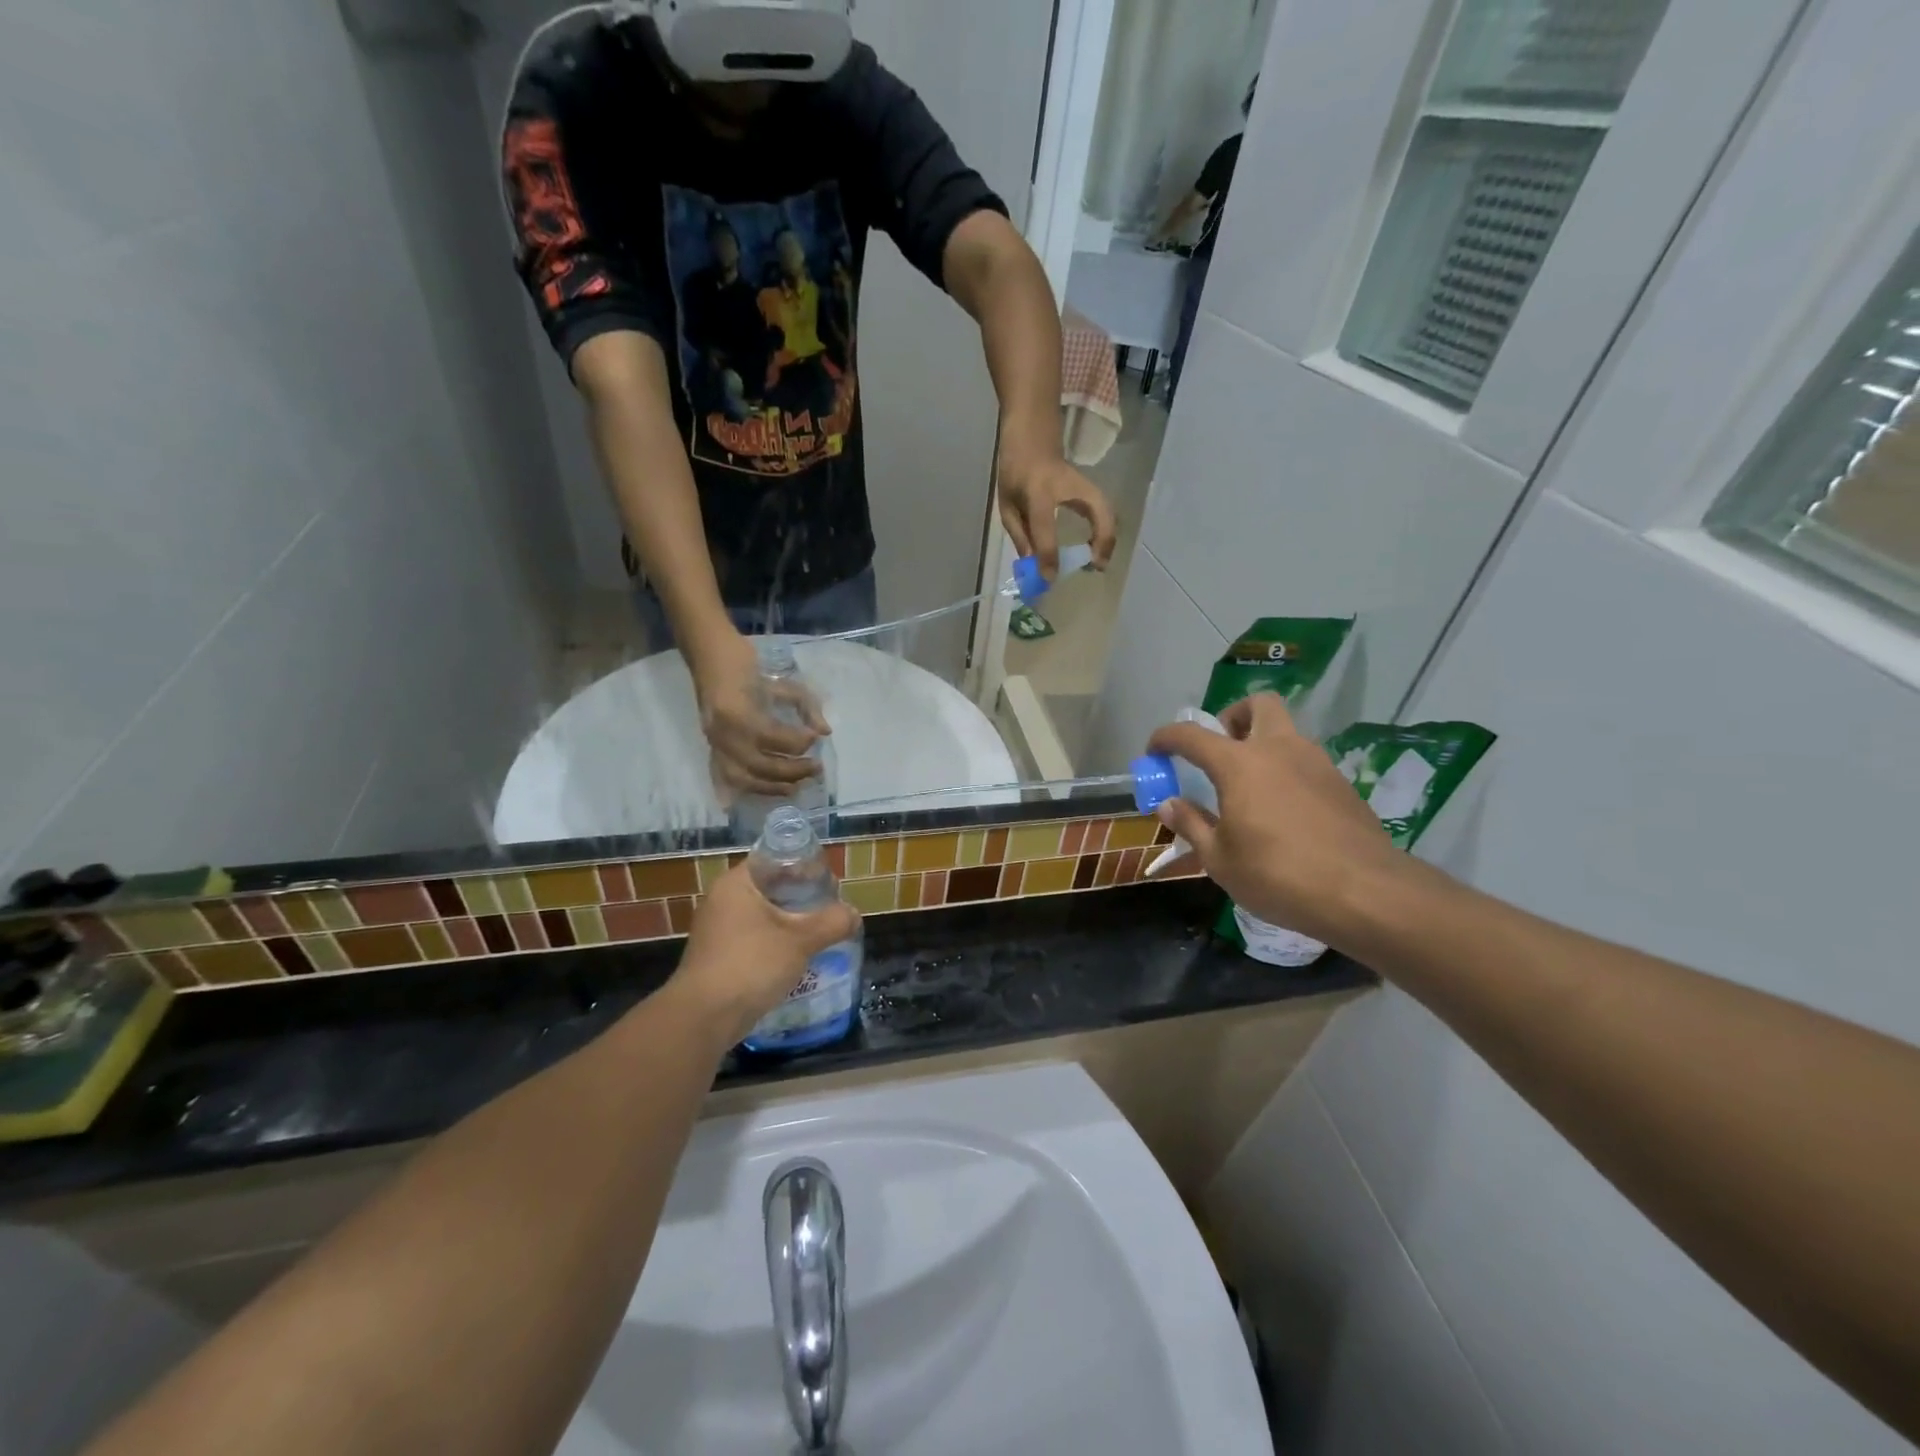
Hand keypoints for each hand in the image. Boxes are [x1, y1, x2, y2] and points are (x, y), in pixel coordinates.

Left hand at [671, 863, 860, 1043]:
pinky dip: (776, 941)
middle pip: (771, 888)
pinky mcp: (718, 955)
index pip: (775, 860)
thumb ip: (832, 922)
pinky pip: (755, 937)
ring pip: (763, 915)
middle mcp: (723, 899)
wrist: (704, 1017)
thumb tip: (854, 914)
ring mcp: (717, 929)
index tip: (829, 882)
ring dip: (791, 921)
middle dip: (802, 897)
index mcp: (737, 883)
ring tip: (820, 931)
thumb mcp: (800, 940)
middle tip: (830, 907)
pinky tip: (798, 955)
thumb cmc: (751, 964)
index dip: (805, 867)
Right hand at [689, 629, 829, 797]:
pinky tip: (769, 792)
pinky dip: (748, 789)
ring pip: (744, 779)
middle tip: (816, 768)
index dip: (800, 742)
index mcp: (738, 713)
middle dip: (793, 771)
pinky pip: (728, 778)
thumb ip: (806, 707)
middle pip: (761, 766)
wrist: (710, 657)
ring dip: (773, 787)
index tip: (817, 739)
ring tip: (797, 787)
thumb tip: (824, 732)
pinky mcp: (713, 749)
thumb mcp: (783, 682)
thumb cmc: (748, 666)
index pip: (774, 738)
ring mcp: (715, 744)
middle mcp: (724, 735)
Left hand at [998, 451, 1119, 580]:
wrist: (1030, 435)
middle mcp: (1066, 486)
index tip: (1051, 578)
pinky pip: (1104, 510)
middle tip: (1095, 566)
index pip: (1045, 527)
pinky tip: (1097, 548)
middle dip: (1102, 540)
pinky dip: (1106, 531)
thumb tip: (1035, 565)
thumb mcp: (1007, 504)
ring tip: (1098, 561)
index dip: (1048, 555)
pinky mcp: (1089, 486)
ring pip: (1107, 509)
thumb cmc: (1014, 470)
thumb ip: (1020, 535)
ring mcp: (1083, 483)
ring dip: (1108, 538)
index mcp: (1037, 492)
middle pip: (1097, 510)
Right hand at [1147, 693, 1409, 947]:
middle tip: (1220, 749)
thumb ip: (1191, 824)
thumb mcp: (1220, 859)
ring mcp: (1316, 763)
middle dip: (1232, 717)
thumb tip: (1168, 804)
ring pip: (1286, 732)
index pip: (1192, 735)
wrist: (1365, 892)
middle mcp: (1279, 749)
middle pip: (1257, 705)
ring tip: (1250, 789)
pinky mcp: (1341, 784)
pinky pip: (1305, 762)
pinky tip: (1283, 812)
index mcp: (1239, 764)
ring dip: (1262, 745)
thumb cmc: (1278, 875)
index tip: (1154, 751)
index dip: (1166, 737)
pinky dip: (1286, 771)